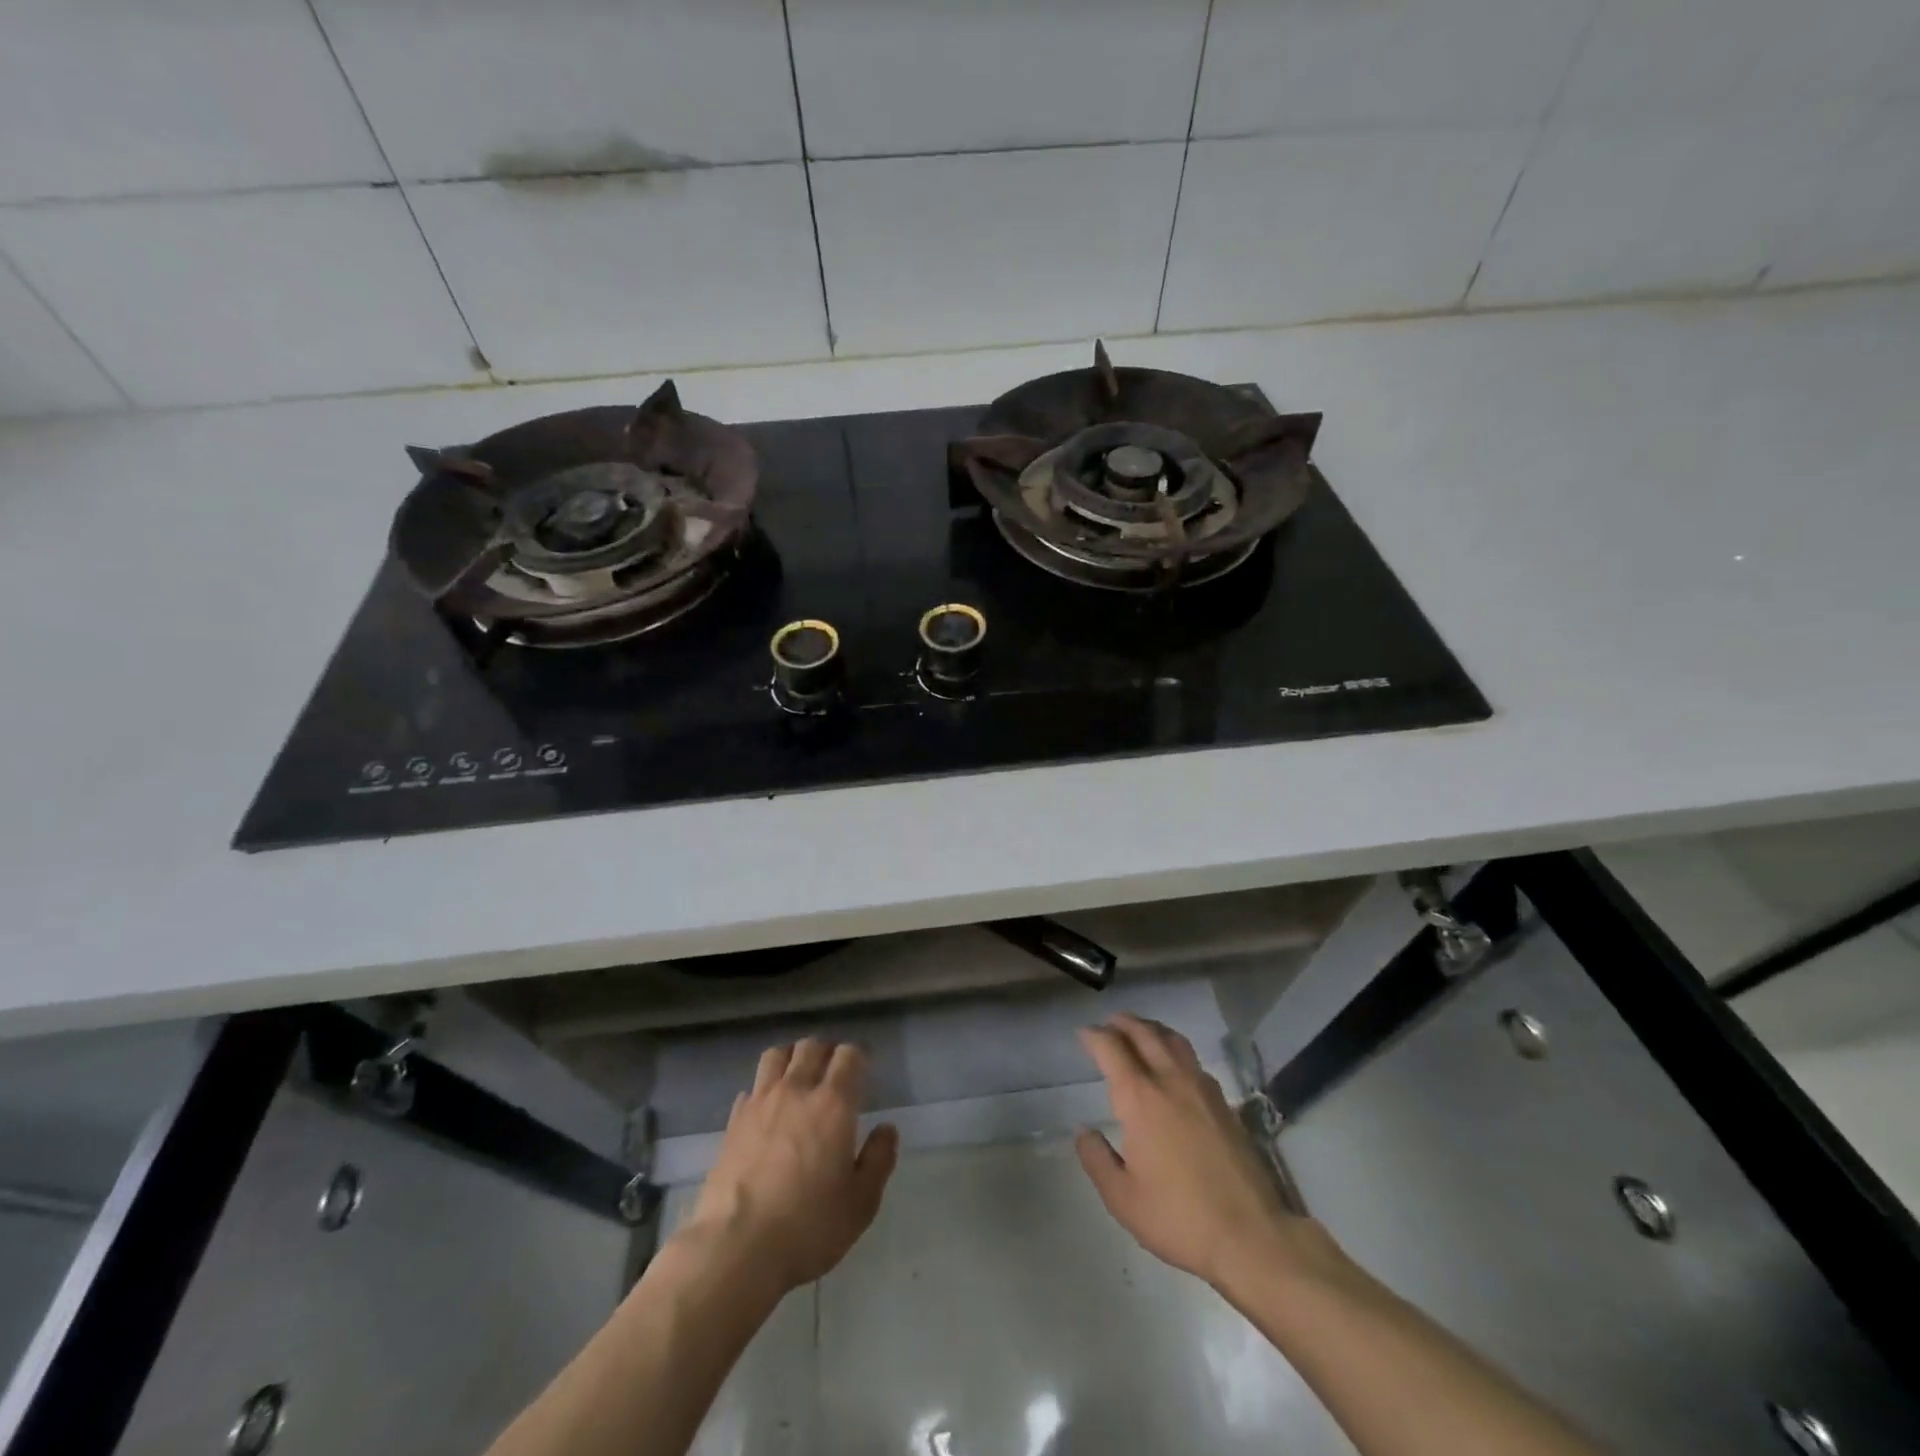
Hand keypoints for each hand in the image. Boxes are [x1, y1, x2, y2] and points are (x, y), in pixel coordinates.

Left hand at [680, 1038, 898, 1294]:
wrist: (736, 1248)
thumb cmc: (808, 1227)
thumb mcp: (860, 1203)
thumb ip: (878, 1160)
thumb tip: (886, 1129)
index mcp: (834, 1104)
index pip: (849, 1055)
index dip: (859, 1056)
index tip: (864, 1069)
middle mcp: (797, 1091)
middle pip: (811, 1046)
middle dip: (826, 1051)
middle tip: (833, 1071)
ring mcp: (760, 1103)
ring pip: (776, 1055)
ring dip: (791, 1058)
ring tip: (798, 1077)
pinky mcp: (733, 1122)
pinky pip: (752, 1088)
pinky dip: (763, 1090)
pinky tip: (767, 1110)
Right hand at [1076, 1014, 1339, 1292]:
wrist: (1251, 1235)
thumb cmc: (1178, 1218)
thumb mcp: (1122, 1198)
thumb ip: (1097, 1159)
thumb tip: (1084, 1132)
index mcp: (1139, 1098)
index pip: (1111, 1049)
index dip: (1094, 1036)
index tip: (1083, 1034)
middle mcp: (1170, 1081)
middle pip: (1144, 1033)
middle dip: (1122, 1023)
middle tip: (1108, 1024)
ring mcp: (1202, 1088)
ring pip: (1173, 1040)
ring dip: (1151, 1029)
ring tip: (1139, 1032)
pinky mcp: (1224, 1103)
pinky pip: (1192, 1059)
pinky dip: (1174, 1048)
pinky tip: (1173, 1065)